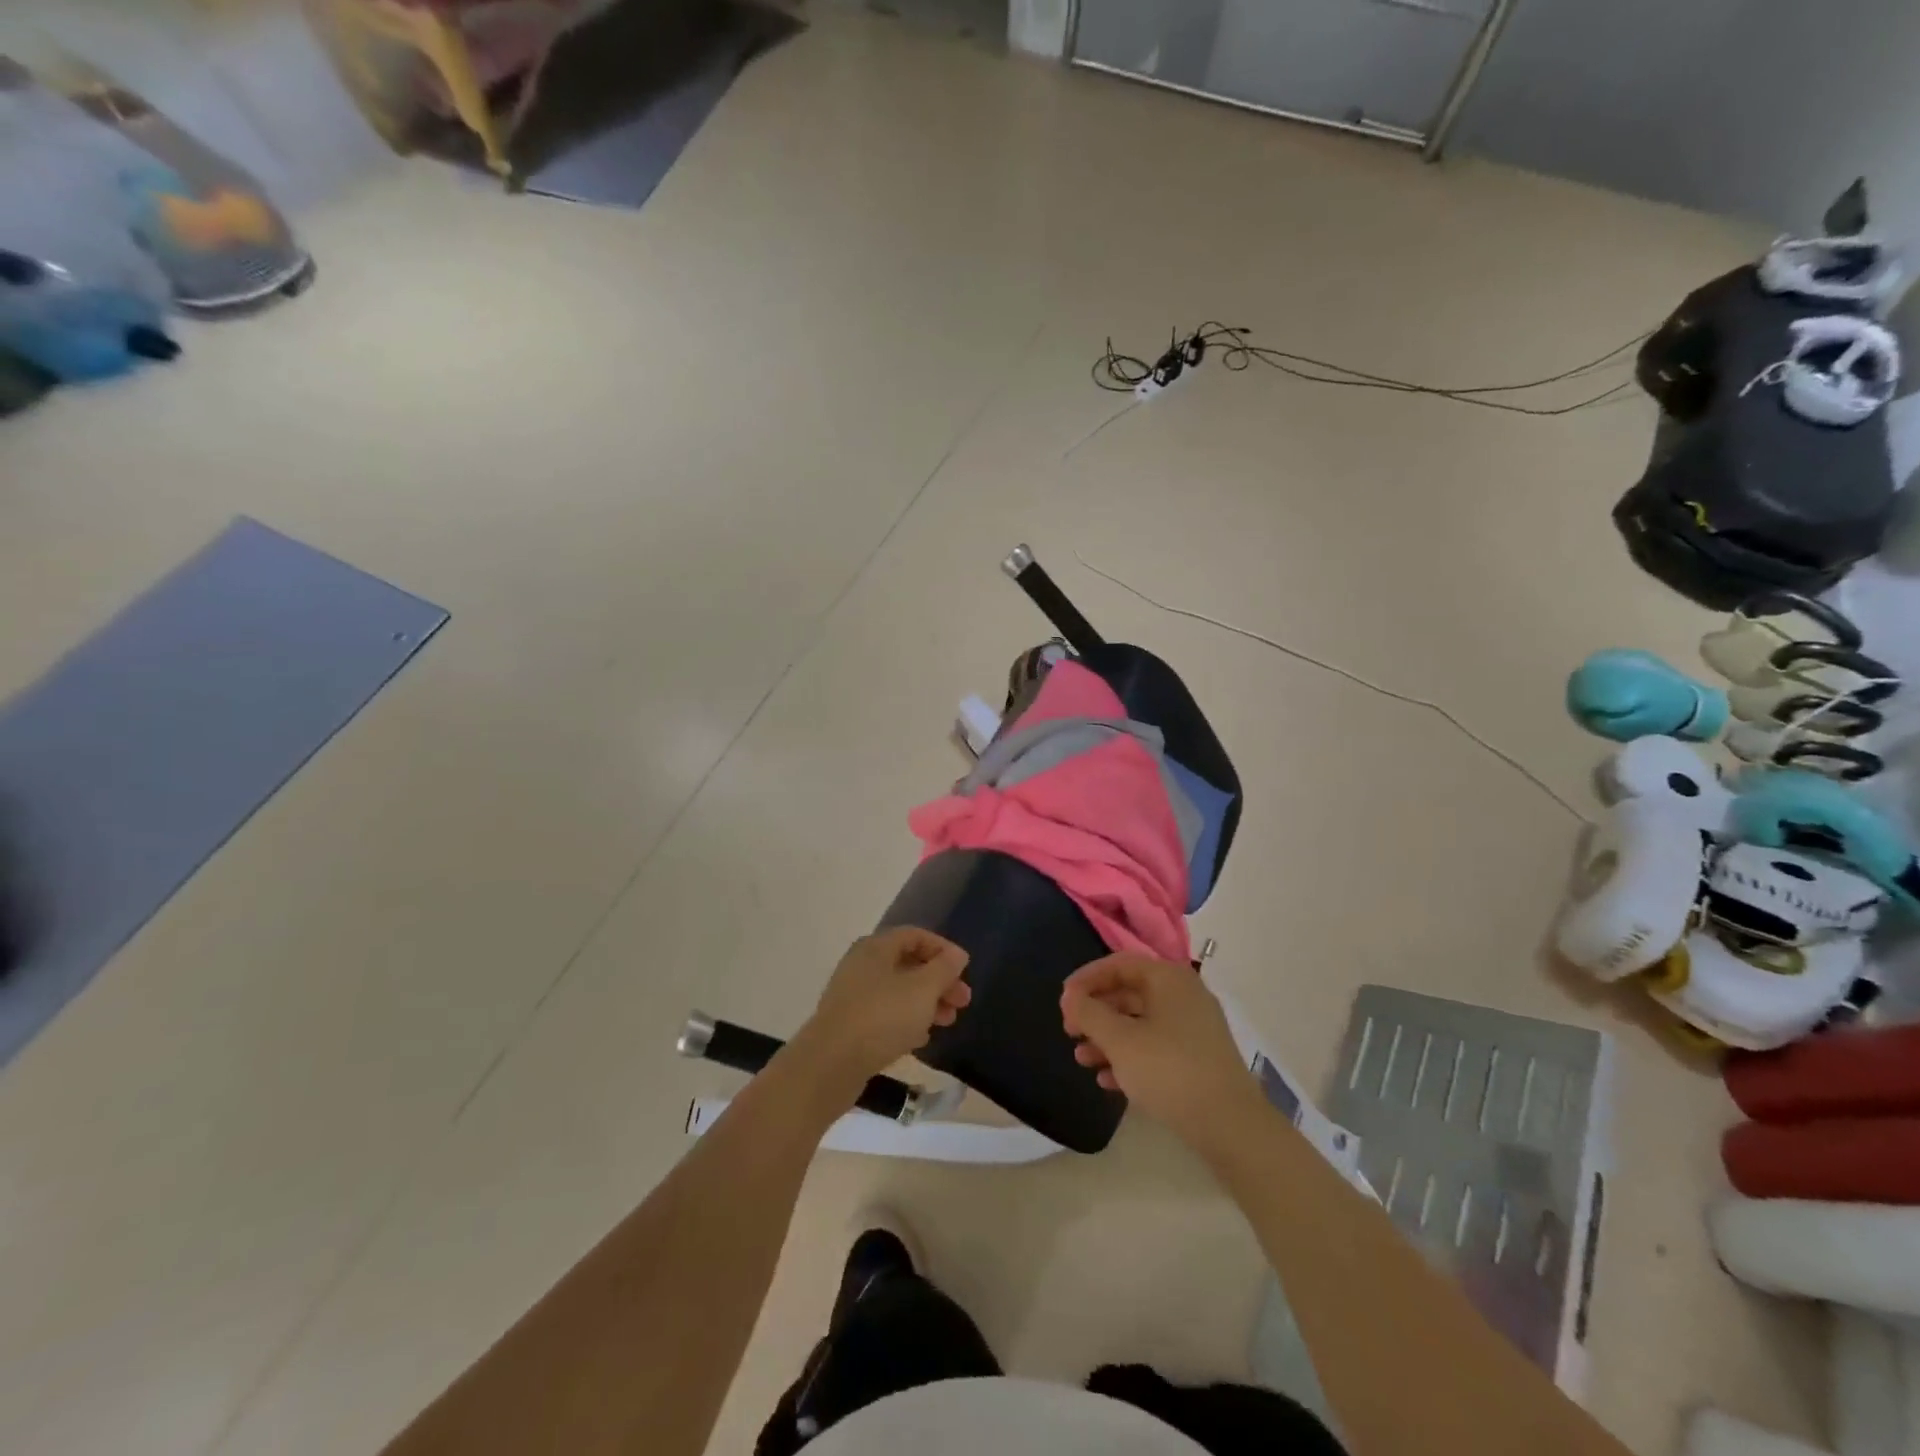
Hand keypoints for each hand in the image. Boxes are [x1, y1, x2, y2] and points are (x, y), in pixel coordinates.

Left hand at [790, 927, 970, 1095]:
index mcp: (876, 947)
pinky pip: (884, 1014)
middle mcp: (862, 965)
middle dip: (939, 981)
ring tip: (947, 1022)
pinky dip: (906, 1021)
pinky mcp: (849, 1024)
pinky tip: (921, 1039)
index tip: (965, 970)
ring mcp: (853, 995)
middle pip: (908, 964)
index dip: (943, 949)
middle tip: (963, 1002)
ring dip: (926, 1003)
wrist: (830, 1064)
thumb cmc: (882, 1017)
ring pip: (898, 991)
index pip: (915, 936)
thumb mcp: (923, 989)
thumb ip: (944, 969)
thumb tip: (957, 955)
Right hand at [1060, 954, 1267, 1149]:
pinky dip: (1129, 1058)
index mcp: (1168, 979)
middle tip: (1070, 1032)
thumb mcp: (1120, 1041)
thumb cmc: (1169, 1070)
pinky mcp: (1198, 1059)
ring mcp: (1194, 1028)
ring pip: (1140, 1023)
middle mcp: (1183, 995)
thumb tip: (1071, 997)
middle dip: (1095, 1013)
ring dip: (1107, 1038)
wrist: (1231, 1126)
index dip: (1086, 979)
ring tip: (1082, 1061)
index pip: (1119, 964)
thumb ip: (1089, 1014)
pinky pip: (1155, 1047)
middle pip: (1129, 993)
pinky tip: (1108, 1081)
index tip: (1063, 1001)